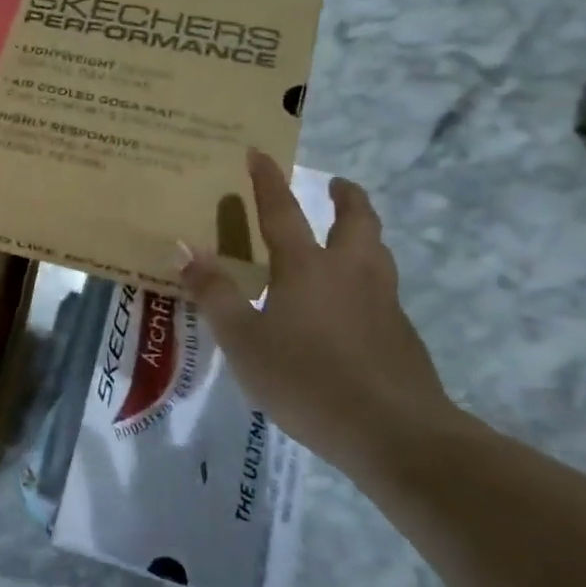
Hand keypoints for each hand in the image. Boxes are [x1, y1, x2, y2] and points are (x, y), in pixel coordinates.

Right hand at [177, 152, 459, 480]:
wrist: (394, 433)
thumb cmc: (306, 379)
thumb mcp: (243, 340)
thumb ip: (214, 293)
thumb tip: (184, 248)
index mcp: (307, 267)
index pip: (282, 211)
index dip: (267, 181)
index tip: (260, 152)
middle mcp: (350, 272)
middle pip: (356, 220)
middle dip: (345, 197)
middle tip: (336, 185)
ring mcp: (382, 303)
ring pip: (377, 252)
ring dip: (363, 233)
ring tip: (348, 237)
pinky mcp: (401, 335)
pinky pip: (382, 291)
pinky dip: (367, 280)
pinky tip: (352, 307)